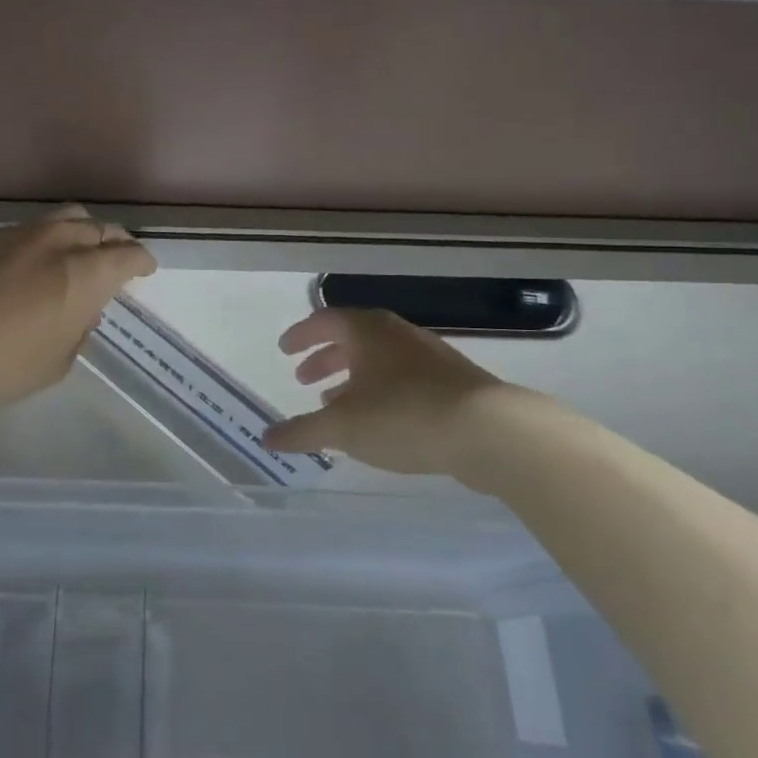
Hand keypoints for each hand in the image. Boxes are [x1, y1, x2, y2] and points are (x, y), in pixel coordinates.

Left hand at [0, 205, 156, 413]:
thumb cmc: (1, 365)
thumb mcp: (56, 362)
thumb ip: (77, 330)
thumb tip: (81, 311)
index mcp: (84, 273)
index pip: (128, 254)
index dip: (141, 261)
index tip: (144, 269)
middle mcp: (56, 243)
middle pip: (98, 228)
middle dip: (114, 242)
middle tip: (115, 258)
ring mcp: (18, 235)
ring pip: (62, 218)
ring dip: (79, 233)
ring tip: (76, 252)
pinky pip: (27, 230)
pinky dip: (43, 240)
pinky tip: (30, 263)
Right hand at [262, 308, 514, 480]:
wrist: (491, 431)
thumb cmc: (404, 416)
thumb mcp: (342, 427)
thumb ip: (301, 431)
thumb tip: (266, 437)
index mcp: (367, 331)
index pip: (325, 321)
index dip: (301, 335)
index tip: (284, 350)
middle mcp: (397, 334)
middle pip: (352, 338)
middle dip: (325, 357)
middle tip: (303, 378)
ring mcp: (429, 356)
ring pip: (379, 359)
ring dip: (352, 377)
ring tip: (335, 402)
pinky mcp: (452, 382)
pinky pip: (401, 378)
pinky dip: (379, 391)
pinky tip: (378, 420)